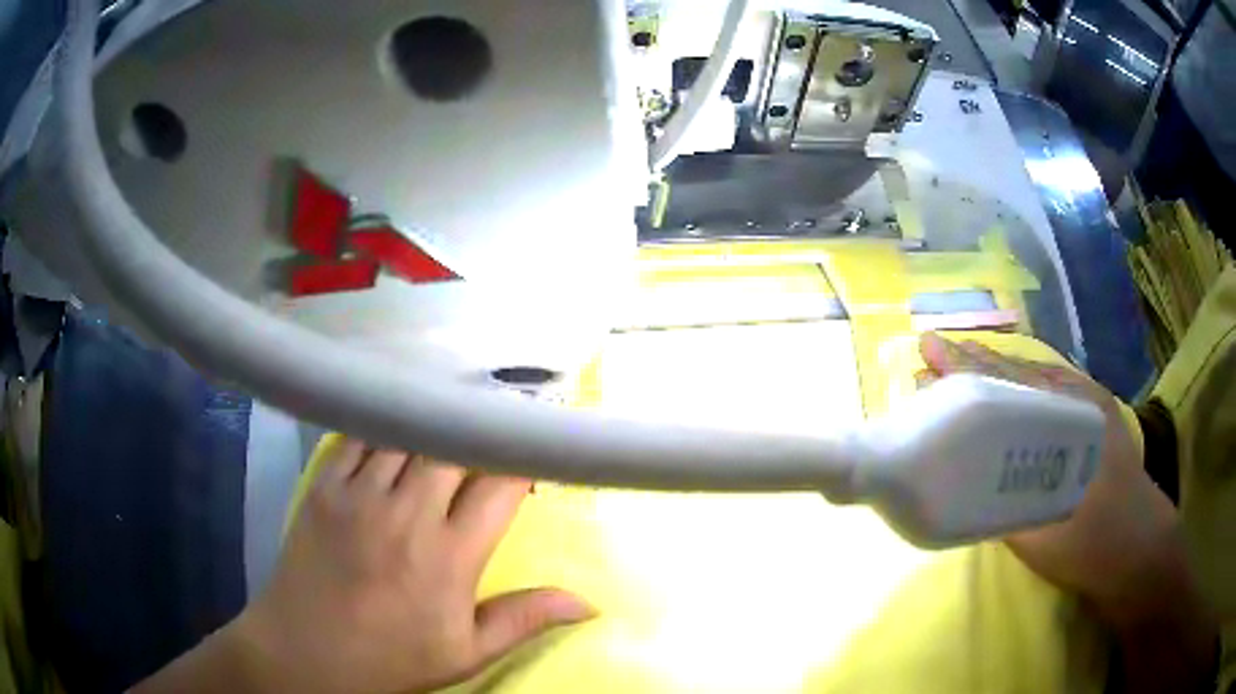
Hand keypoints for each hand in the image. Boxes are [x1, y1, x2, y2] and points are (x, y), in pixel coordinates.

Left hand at [231, 442, 594, 693]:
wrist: (304, 651)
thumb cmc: (389, 658)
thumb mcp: (464, 652)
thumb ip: (524, 619)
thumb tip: (588, 602)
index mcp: (449, 557)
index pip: (500, 485)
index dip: (524, 459)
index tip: (537, 452)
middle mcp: (406, 514)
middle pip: (455, 444)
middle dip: (482, 432)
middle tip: (497, 427)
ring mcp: (359, 493)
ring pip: (409, 432)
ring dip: (437, 423)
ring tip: (454, 415)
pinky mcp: (325, 484)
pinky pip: (361, 434)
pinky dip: (387, 424)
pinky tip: (400, 422)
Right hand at [918, 333, 1178, 612]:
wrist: (1142, 553)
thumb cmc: (1096, 543)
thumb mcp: (1042, 533)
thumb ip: (1001, 506)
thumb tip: (959, 487)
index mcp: (1071, 413)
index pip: (1008, 380)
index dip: (966, 366)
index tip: (927, 349)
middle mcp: (1080, 398)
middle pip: (1020, 372)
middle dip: (977, 366)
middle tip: (935, 361)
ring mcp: (1091, 410)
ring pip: (1036, 383)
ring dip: (998, 379)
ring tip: (961, 377)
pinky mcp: (1095, 427)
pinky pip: (1051, 399)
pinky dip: (1021, 396)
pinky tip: (1006, 407)